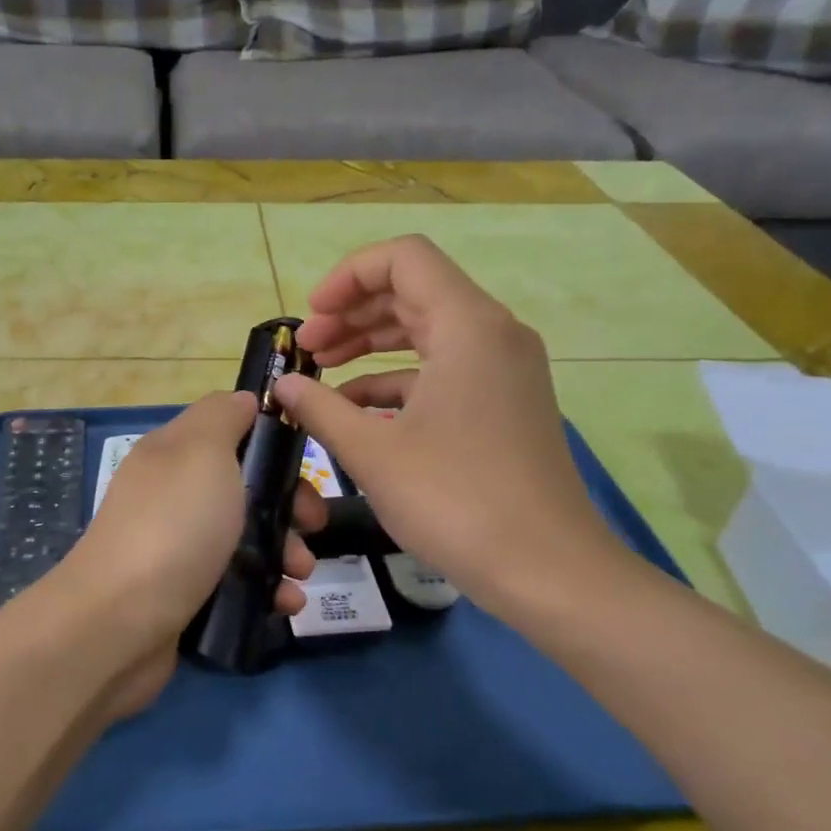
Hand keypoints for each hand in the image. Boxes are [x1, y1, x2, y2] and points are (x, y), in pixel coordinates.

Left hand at [48, 391, 323, 717]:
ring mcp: (176, 547)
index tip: (306, 463)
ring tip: (300, 574)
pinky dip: (266, 590)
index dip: (270, 441)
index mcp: (173, 454)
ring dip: (285, 551)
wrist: (120, 622)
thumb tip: (243, 401)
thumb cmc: (173, 526)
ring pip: (245, 538)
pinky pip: (235, 582)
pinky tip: (285, 603)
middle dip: (288, 505)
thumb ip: (223, 417)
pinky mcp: (184, 594)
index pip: (228, 430)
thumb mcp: (201, 452)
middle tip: (313, 525)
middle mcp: (172, 496)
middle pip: (243, 488)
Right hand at [274, 235, 625, 613]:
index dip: (347, 276)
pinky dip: (398, 382)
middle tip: (307, 351)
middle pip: (414, 293)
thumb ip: (321, 408)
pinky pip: (442, 372)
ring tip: (322, 375)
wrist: (547, 571)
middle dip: (352, 314)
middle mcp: (493, 335)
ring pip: (427, 333)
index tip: (310, 318)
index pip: (404, 259)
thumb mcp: (373, 453)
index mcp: (468, 326)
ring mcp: (503, 371)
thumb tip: (283, 386)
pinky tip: (358, 414)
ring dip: (371, 346)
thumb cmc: (456, 501)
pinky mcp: (503, 405)